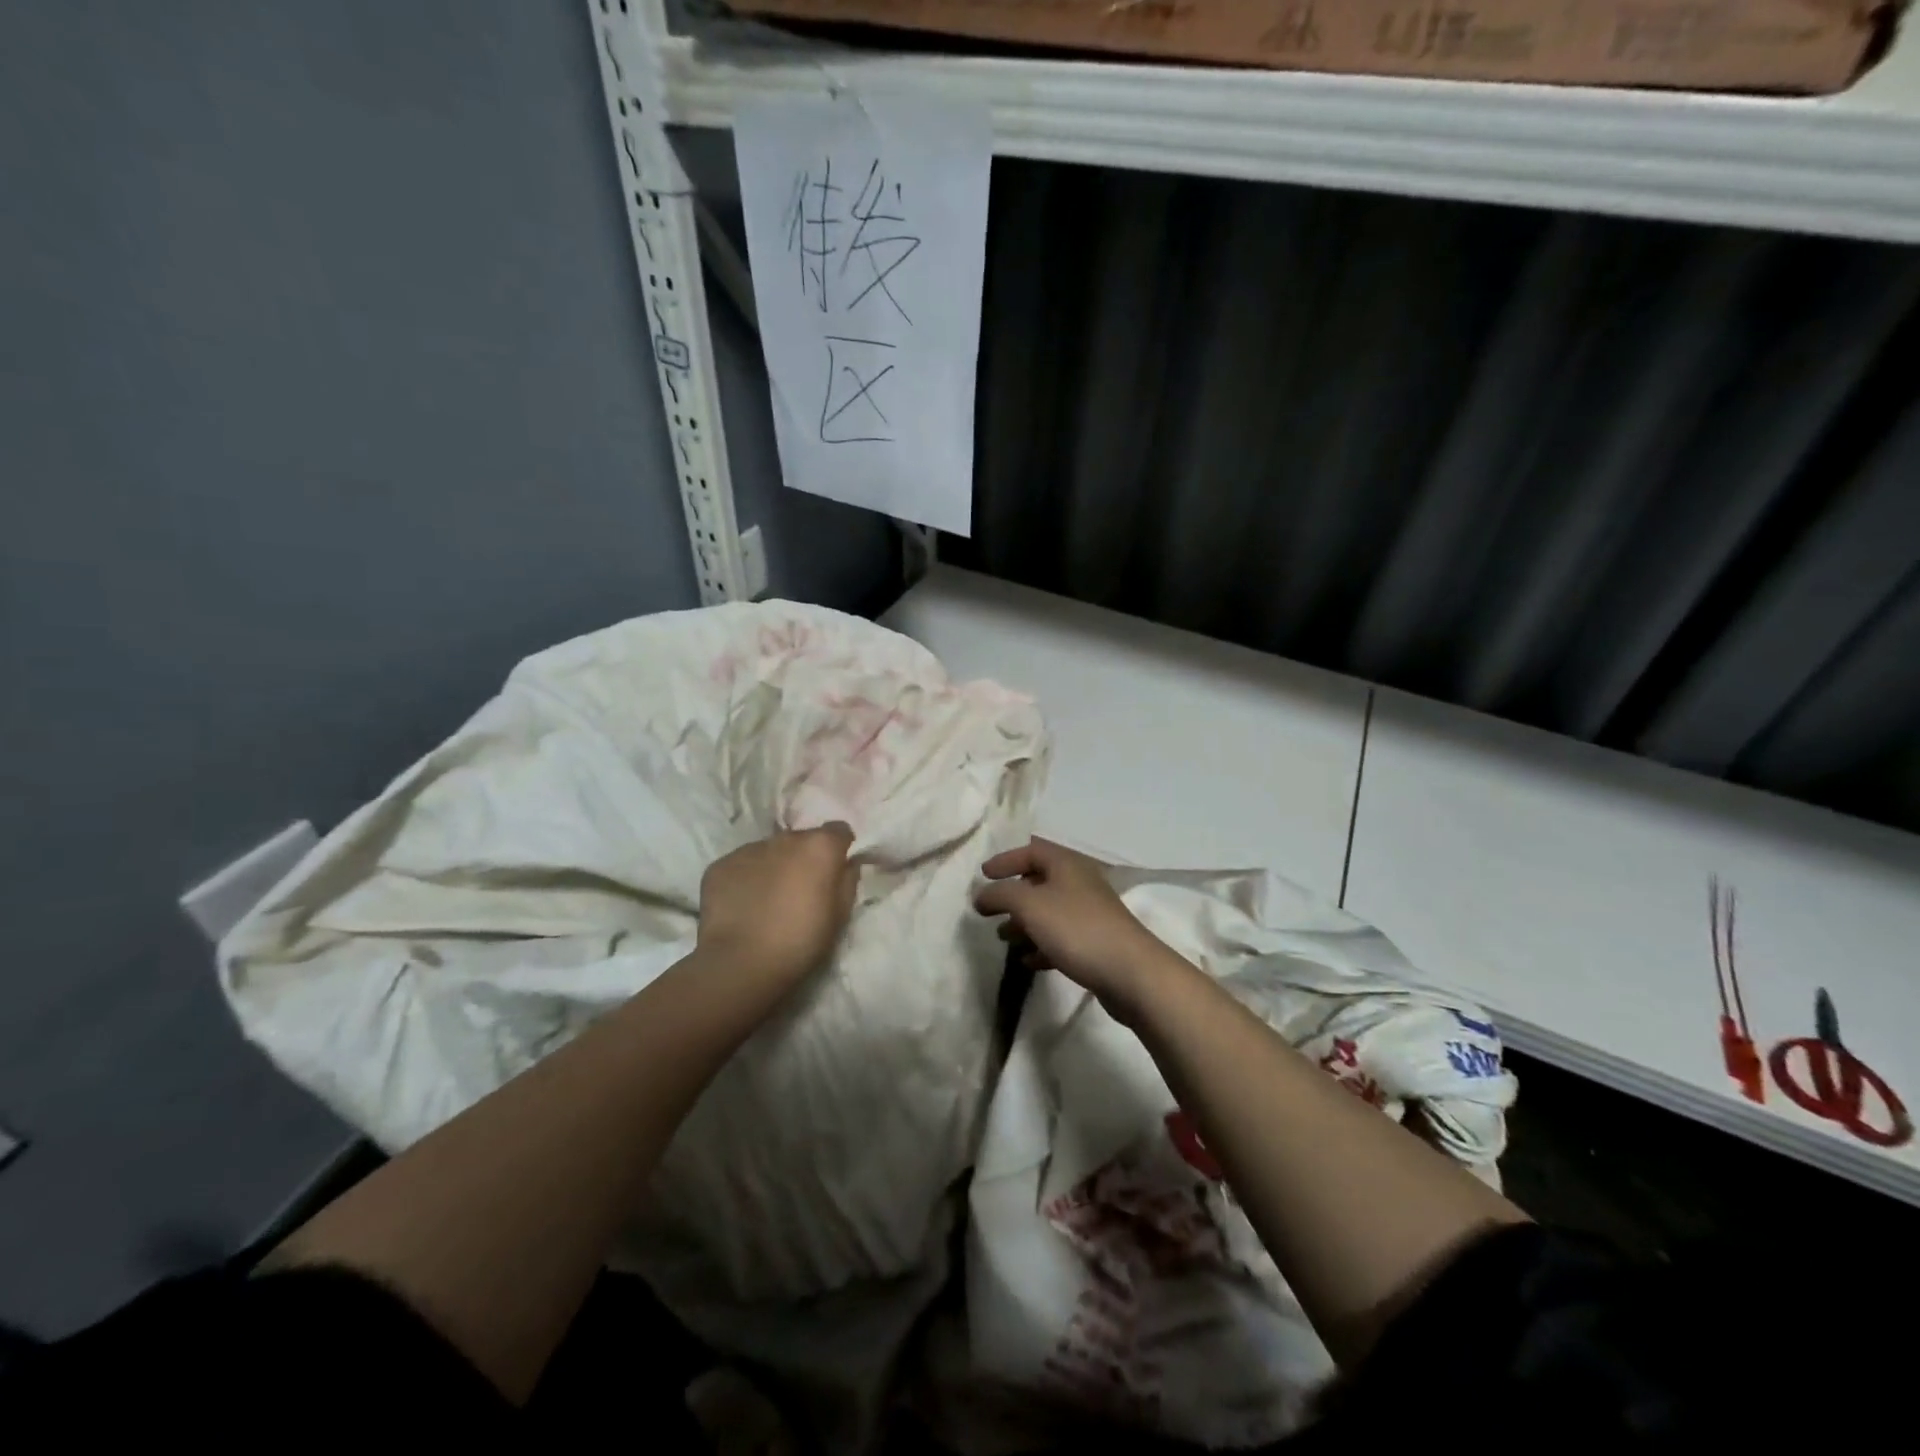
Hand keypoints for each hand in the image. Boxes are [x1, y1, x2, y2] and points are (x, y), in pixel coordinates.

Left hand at [698, 824, 857, 999]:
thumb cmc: (801, 941)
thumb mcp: (840, 916)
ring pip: (769, 851)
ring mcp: (748, 849)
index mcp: (819, 846)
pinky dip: (746, 879)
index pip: (839, 831)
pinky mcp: (720, 864)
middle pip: (801, 840)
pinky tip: (744, 906)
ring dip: (774, 867)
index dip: (839, 849)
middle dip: (804, 858)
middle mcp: (785, 838)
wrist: (740, 963)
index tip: (835, 871)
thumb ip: (847, 881)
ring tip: (769, 900)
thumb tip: (847, 864)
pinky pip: (741, 865)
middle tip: (801, 890)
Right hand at [975, 838, 1171, 1009]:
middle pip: (1040, 880)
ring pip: (1049, 911)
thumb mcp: (1030, 905)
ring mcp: (1090, 914)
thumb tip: (980, 894)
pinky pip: (1061, 938)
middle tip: (988, 909)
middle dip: (1012, 894)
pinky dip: (1041, 945)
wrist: (1130, 972)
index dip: (1005, 859)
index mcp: (1067, 864)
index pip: (1032, 850)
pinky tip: (1027, 961)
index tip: (982, 875)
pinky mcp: (1095, 943)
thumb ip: (1000, 894)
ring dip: (1024, 922)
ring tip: (1003, 937)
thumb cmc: (1076, 928)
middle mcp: (1080, 883)